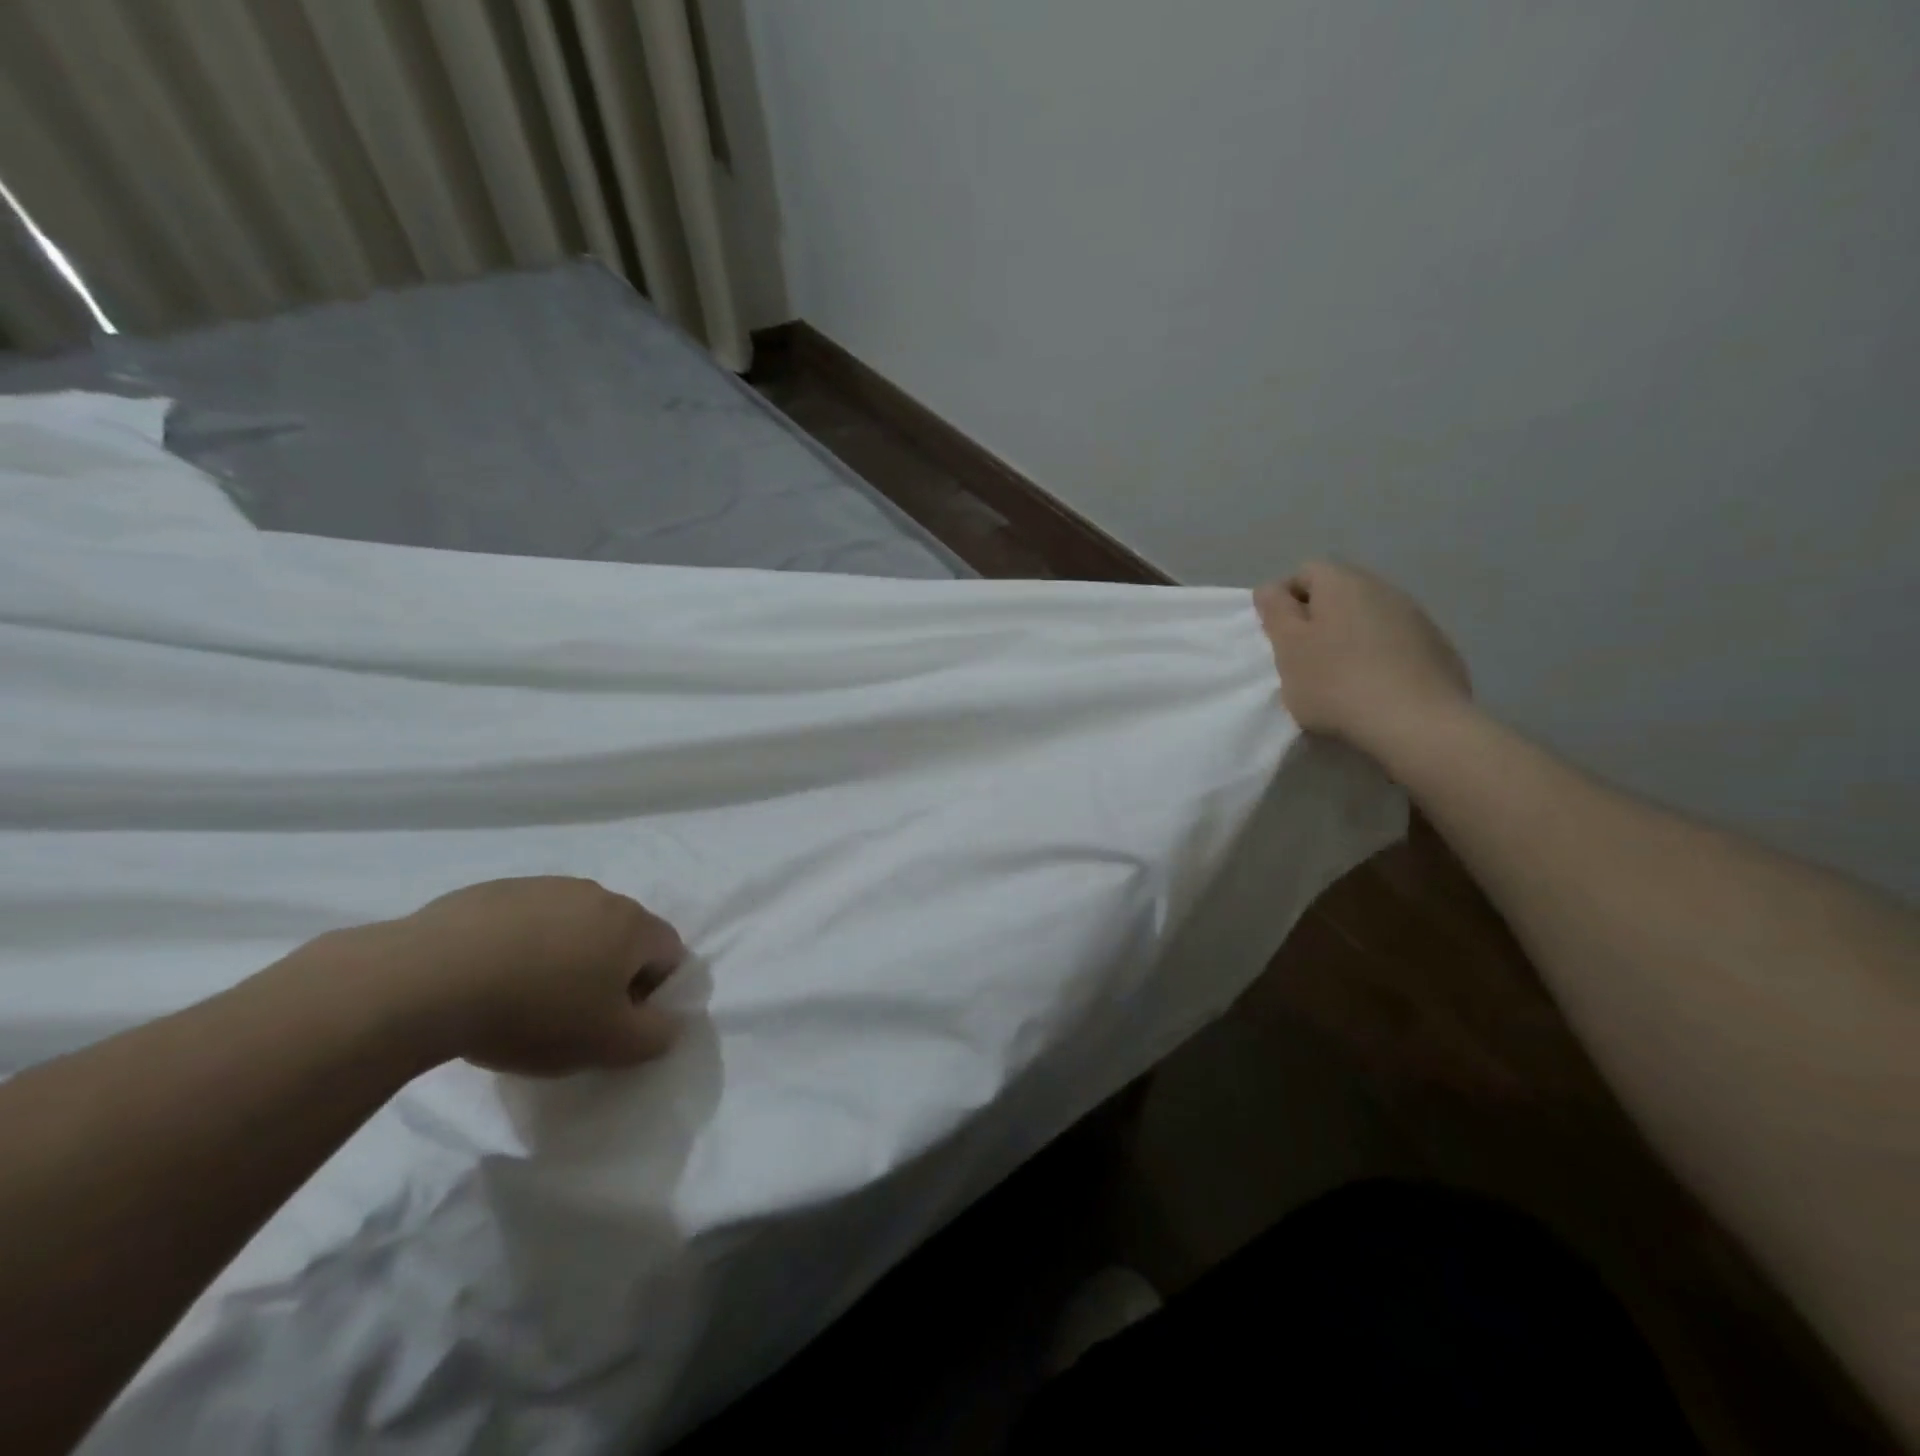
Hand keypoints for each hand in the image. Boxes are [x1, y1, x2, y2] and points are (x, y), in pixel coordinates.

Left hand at [360, 877, 685, 1075]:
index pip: (670, 953)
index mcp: (633, 924)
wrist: (427, 979)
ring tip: (522, 998)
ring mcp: (545, 887)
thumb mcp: (608, 1044)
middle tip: (572, 1015)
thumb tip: (670, 1023)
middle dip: (608, 972)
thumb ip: (655, 1036)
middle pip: (622, 936)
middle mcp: (598, 894)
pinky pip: (526, 920)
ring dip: (564, 956)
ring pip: (573, 925)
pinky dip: (520, 945)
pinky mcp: (495, 891)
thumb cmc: (535, 1012)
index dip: (653, 992)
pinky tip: (486, 979)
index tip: (615, 1023)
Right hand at [1253, 560, 1470, 757]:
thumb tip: (1272, 588)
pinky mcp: (1438, 647)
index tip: (1278, 636)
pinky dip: (1381, 656)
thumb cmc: (1336, 683)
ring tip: (1340, 677)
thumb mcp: (1288, 648)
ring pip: (1369, 616)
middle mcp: (1382, 588)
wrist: (1417, 723)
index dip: (1285, 599)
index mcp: (1342, 583)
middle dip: (1318, 618)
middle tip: (1304, 658)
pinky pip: (1397, 641)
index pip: (1304, 572)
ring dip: (1350, 637)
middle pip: (1339, 592)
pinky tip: (1375, 688)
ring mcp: (1416, 617)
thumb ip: (1275, 612)